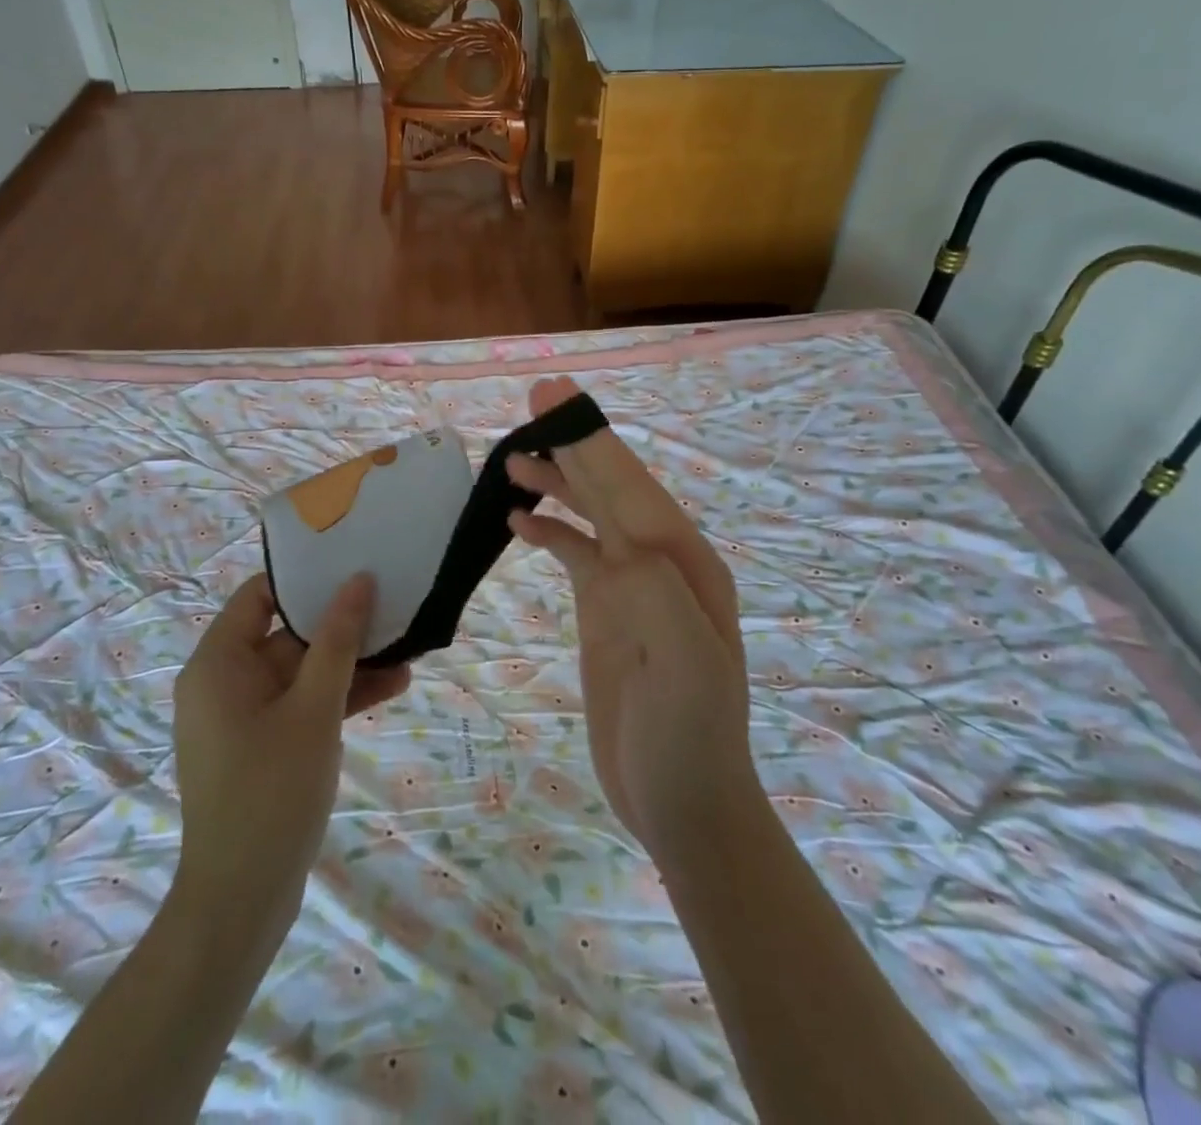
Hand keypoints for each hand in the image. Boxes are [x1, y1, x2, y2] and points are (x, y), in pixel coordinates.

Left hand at [173, 573, 410, 912]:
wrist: (241, 902)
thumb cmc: (271, 791)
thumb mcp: (313, 708)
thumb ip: (337, 641)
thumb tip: (358, 581)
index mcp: (219, 663)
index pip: (260, 595)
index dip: (305, 579)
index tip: (352, 567)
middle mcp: (225, 682)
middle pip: (287, 634)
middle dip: (341, 626)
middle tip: (393, 608)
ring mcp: (244, 717)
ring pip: (302, 672)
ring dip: (350, 664)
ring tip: (408, 652)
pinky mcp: (263, 745)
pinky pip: (302, 705)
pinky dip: (339, 697)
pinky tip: (392, 687)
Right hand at [506, 377, 756, 859]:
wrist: (683, 803)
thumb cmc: (689, 740)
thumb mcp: (689, 669)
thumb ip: (660, 596)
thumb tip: (617, 541)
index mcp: (685, 564)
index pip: (630, 487)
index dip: (592, 439)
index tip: (555, 397)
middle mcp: (661, 562)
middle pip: (610, 488)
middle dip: (574, 443)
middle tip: (533, 402)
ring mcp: (632, 585)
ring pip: (591, 514)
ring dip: (556, 483)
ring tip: (511, 461)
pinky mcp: (607, 609)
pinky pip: (575, 552)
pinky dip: (549, 529)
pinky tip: (518, 519)